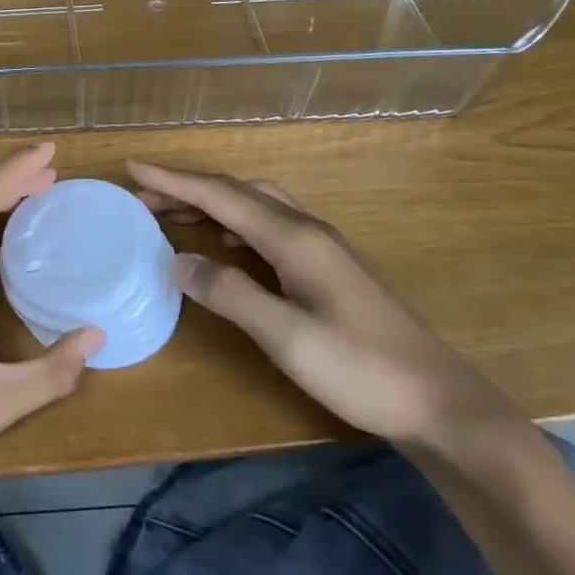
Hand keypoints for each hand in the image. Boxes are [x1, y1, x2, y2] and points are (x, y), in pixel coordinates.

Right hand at [128, 160, 519, 447]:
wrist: (442, 405)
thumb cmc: (362, 370)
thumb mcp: (287, 338)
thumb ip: (230, 294)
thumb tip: (178, 262)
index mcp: (293, 238)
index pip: (220, 195)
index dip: (173, 181)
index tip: (132, 169)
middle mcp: (306, 230)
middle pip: (236, 191)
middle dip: (186, 188)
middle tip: (143, 198)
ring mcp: (321, 248)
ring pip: (253, 204)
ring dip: (209, 202)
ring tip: (171, 214)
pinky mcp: (327, 267)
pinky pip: (266, 224)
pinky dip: (232, 220)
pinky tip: (222, 240)